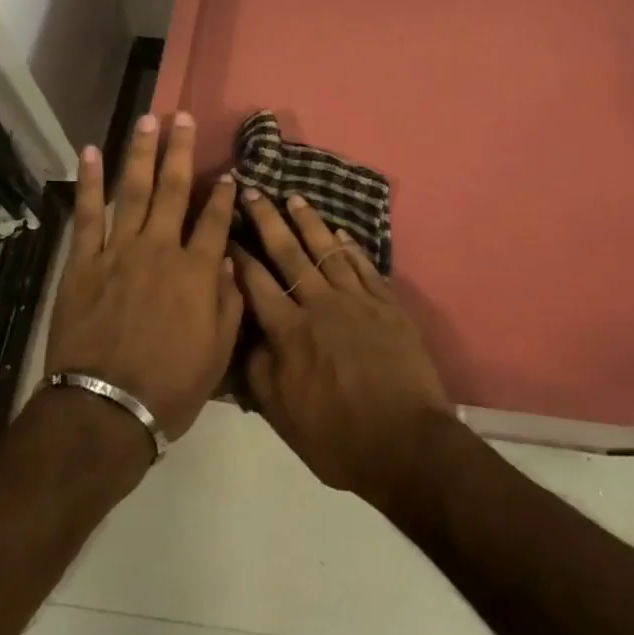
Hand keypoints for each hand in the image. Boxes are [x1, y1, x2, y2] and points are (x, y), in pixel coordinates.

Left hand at [46, 113, 241, 442]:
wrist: (105, 409)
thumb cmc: (169, 388)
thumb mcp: (217, 354)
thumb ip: (228, 302)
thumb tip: (228, 260)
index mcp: (197, 272)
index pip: (216, 221)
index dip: (224, 195)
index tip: (229, 172)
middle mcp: (160, 250)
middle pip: (174, 190)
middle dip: (181, 151)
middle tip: (185, 117)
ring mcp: (119, 251)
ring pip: (134, 191)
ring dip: (141, 153)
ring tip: (148, 120)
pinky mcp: (84, 262)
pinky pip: (87, 215)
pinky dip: (89, 183)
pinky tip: (89, 153)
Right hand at [231, 189, 454, 510]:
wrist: (407, 444)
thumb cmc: (338, 438)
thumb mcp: (283, 416)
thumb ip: (259, 371)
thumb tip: (246, 335)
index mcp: (290, 332)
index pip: (256, 283)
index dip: (238, 255)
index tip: (225, 231)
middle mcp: (320, 305)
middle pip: (289, 253)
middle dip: (268, 220)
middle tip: (254, 190)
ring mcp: (358, 301)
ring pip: (328, 251)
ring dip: (309, 222)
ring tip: (295, 198)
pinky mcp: (388, 305)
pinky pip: (364, 267)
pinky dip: (351, 247)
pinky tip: (341, 233)